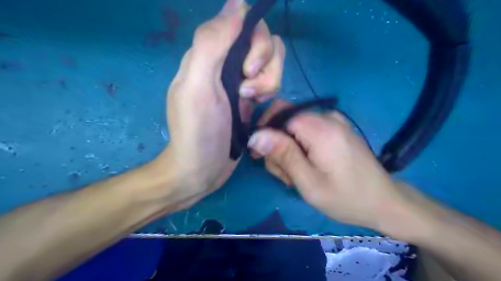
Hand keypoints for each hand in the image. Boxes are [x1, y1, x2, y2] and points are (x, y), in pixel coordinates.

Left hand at [153, 0, 284, 207]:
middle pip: (264, 43)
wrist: (201, 169)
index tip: (248, 69)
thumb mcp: (198, 86)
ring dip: (269, 82)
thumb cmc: (198, 131)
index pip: (244, 22)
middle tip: (247, 93)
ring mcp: (241, 81)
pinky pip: (272, 81)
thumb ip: (212, 43)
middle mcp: (226, 62)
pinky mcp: (251, 98)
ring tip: (251, 103)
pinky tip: (256, 108)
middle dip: (264, 66)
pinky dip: (270, 92)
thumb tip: (236, 4)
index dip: (255, 41)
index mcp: (210, 54)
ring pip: (272, 63)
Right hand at [248, 101, 408, 230]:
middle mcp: (327, 117)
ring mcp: (334, 122)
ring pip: (294, 127)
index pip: (279, 113)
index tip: (260, 156)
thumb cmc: (346, 198)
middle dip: (277, 146)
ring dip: (288, 150)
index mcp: (321, 129)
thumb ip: (283, 155)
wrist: (384, 202)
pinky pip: (307, 131)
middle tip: (285, 175)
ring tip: (297, 176)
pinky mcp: (336, 129)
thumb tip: (256, 135)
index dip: (265, 132)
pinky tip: (306, 167)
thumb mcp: (309, 182)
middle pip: (285, 121)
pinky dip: (300, 148)